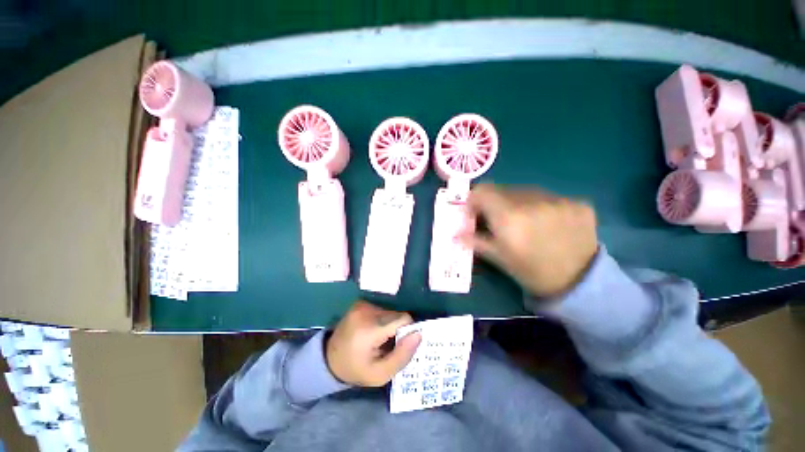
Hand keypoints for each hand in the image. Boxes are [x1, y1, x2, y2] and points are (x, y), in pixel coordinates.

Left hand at [326, 301, 421, 386]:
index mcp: (370, 329)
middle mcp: (366, 310)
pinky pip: (383, 309)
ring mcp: (362, 304)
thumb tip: (419, 334)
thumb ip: (402, 356)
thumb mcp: (380, 374)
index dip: (407, 332)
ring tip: (379, 339)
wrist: (329, 358)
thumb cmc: (356, 369)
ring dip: (390, 324)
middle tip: (388, 345)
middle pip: (397, 315)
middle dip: (398, 329)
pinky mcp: (361, 302)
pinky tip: (373, 331)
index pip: (403, 319)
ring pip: (391, 311)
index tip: (400, 345)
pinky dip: (383, 319)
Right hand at [461, 184, 597, 297]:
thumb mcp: (498, 258)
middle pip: (503, 190)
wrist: (578, 283)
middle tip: (498, 218)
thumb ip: (475, 241)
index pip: (483, 191)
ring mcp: (559, 200)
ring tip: (525, 221)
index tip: (475, 210)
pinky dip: (542, 206)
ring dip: (519, 202)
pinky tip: (548, 223)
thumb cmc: (530, 271)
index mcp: (508, 217)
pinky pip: (550, 197)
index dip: (474, 198)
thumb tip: (455, 234)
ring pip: (527, 191)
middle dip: (495, 202)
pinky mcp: (578, 203)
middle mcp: (532, 202)